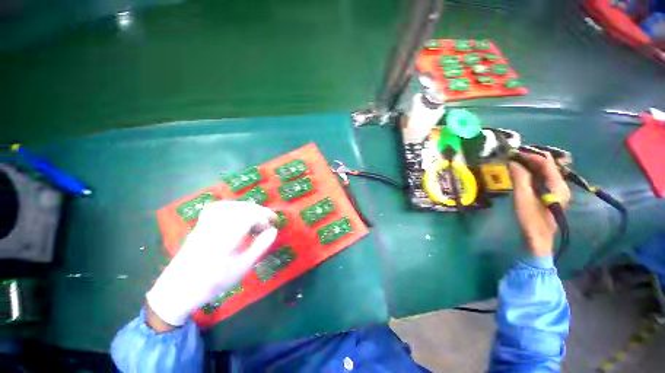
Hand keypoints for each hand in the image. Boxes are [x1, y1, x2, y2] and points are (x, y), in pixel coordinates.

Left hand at [146, 201, 277, 327]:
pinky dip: (233, 207)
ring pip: (231, 205)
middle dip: (259, 211)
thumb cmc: (213, 282)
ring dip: (248, 208)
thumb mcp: (241, 268)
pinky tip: (238, 214)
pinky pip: (219, 207)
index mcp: (225, 238)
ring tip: (256, 218)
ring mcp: (205, 223)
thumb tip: (273, 230)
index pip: (249, 216)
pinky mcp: (201, 224)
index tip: (273, 224)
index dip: (265, 216)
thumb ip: (259, 247)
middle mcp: (215, 226)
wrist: (178, 289)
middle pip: (241, 208)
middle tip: (267, 222)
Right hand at [509, 153, 570, 256]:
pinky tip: (521, 174)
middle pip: (548, 165)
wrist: (538, 239)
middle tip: (513, 156)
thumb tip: (513, 162)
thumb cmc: (530, 218)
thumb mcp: (522, 197)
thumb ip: (520, 177)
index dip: (530, 155)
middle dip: (531, 158)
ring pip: (545, 172)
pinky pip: (543, 179)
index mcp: (557, 185)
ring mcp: (558, 191)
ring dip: (531, 165)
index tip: (513, 153)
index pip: (546, 163)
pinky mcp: (552, 196)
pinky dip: (532, 174)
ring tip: (514, 163)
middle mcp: (561, 185)